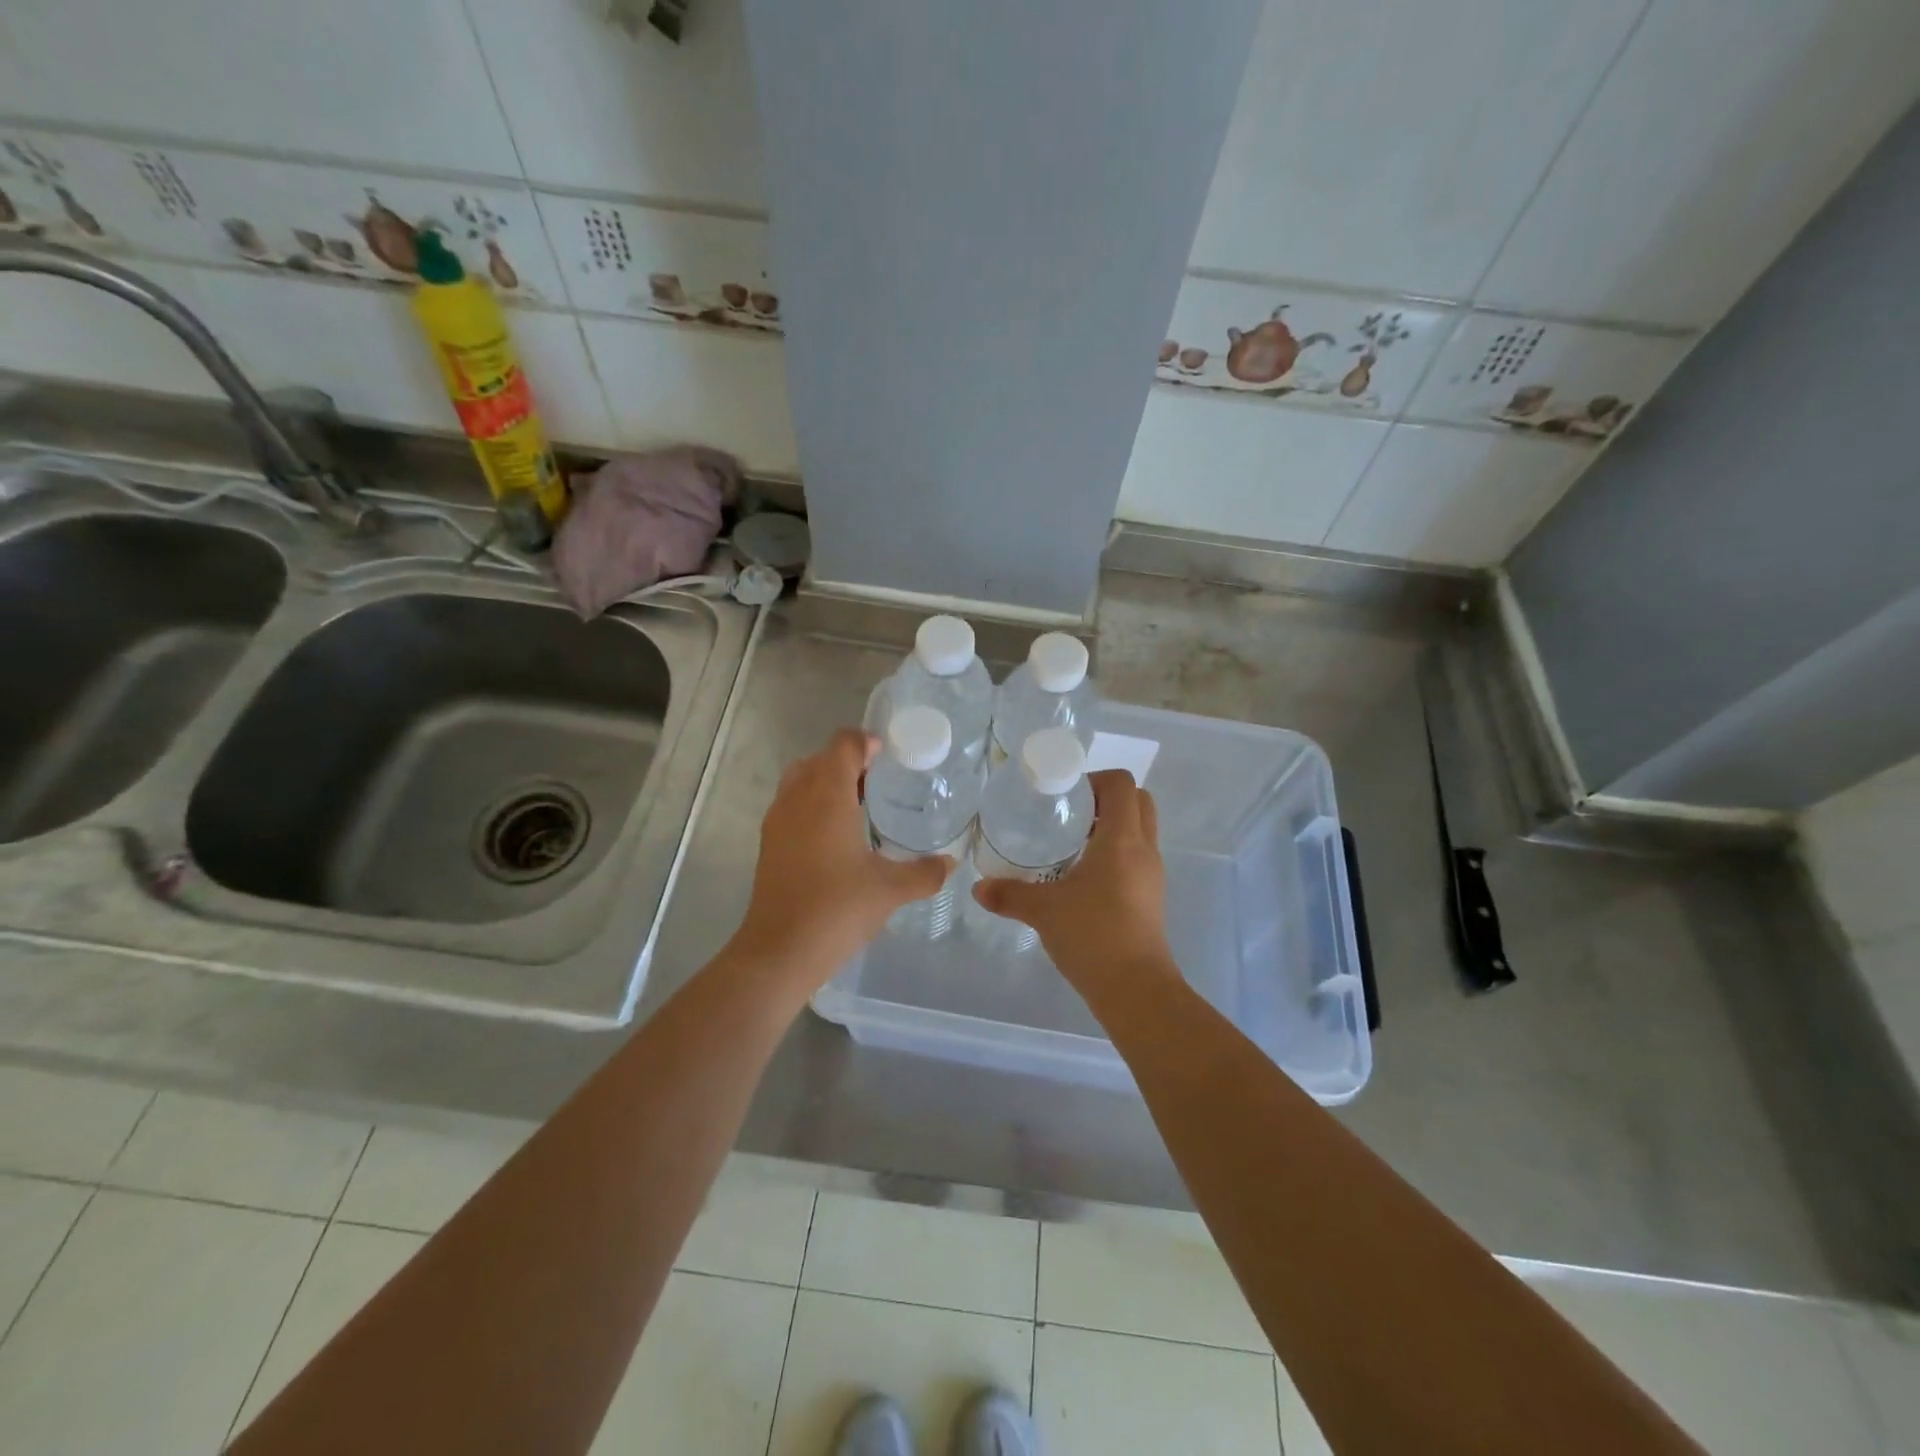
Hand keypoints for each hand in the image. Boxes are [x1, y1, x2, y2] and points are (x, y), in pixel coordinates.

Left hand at [731, 728, 953, 991]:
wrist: (780, 952)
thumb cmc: (837, 909)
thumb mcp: (890, 889)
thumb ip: (925, 872)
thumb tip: (952, 863)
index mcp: (827, 795)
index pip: (843, 744)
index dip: (867, 742)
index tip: (890, 756)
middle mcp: (797, 798)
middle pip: (820, 758)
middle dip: (848, 762)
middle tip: (880, 782)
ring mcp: (778, 821)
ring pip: (800, 780)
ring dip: (827, 783)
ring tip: (860, 807)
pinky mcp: (769, 844)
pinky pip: (791, 805)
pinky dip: (812, 805)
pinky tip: (837, 838)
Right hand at [972, 769, 1176, 995]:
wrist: (1135, 988)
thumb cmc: (1092, 935)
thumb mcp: (1044, 911)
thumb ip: (1009, 894)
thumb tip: (979, 888)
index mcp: (1123, 839)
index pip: (1122, 784)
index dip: (1095, 780)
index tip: (1065, 796)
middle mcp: (1144, 849)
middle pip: (1138, 801)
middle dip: (1106, 799)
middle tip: (1070, 814)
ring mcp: (1152, 874)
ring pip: (1140, 830)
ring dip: (1111, 826)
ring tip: (1071, 843)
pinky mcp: (1151, 896)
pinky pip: (1137, 857)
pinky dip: (1115, 852)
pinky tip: (1082, 875)